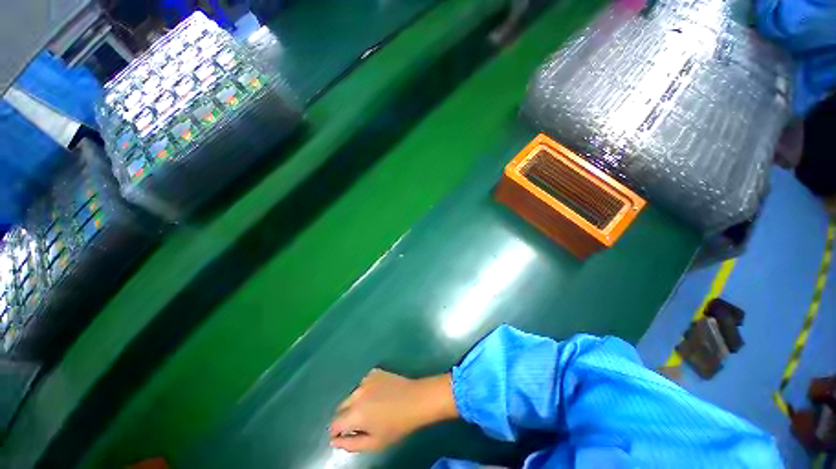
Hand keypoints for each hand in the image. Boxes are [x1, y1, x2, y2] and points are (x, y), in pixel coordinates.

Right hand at [329, 368, 457, 451]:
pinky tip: (378, 394)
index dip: (336, 432)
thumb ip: (351, 444)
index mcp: (354, 414)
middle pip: (342, 407)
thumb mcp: (374, 443)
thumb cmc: (396, 425)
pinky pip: (363, 383)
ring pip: (353, 394)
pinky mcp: (374, 371)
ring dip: (356, 402)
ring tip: (371, 408)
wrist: (415, 399)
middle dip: (345, 417)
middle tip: (360, 423)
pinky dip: (366, 390)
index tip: (343, 436)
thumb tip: (334, 441)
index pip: (334, 424)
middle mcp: (356, 394)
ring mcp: (365, 380)